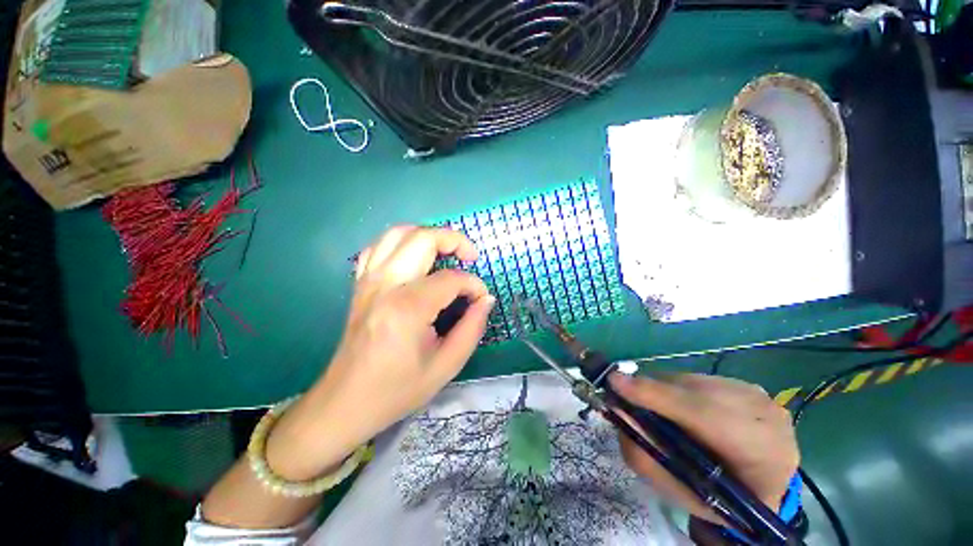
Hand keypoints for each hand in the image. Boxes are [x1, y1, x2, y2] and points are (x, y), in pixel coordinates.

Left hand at [266, 226, 494, 479]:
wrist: (345, 402)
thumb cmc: (397, 389)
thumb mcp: (446, 366)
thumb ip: (472, 328)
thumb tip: (486, 299)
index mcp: (407, 308)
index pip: (451, 279)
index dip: (473, 285)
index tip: (481, 299)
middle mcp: (385, 285)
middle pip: (423, 239)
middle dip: (455, 240)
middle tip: (470, 257)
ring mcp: (368, 280)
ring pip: (399, 233)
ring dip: (428, 235)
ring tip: (446, 252)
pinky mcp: (360, 284)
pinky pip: (379, 246)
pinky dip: (402, 243)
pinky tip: (414, 258)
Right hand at [610, 373, 798, 524]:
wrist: (758, 487)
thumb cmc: (714, 496)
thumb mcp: (676, 490)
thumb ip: (644, 454)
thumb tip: (618, 411)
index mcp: (762, 460)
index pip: (707, 417)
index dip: (659, 397)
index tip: (615, 383)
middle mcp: (768, 419)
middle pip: (696, 392)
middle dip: (654, 391)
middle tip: (622, 393)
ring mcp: (761, 397)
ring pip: (694, 381)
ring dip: (665, 390)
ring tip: (655, 408)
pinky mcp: (749, 385)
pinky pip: (700, 379)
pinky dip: (679, 389)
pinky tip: (680, 407)